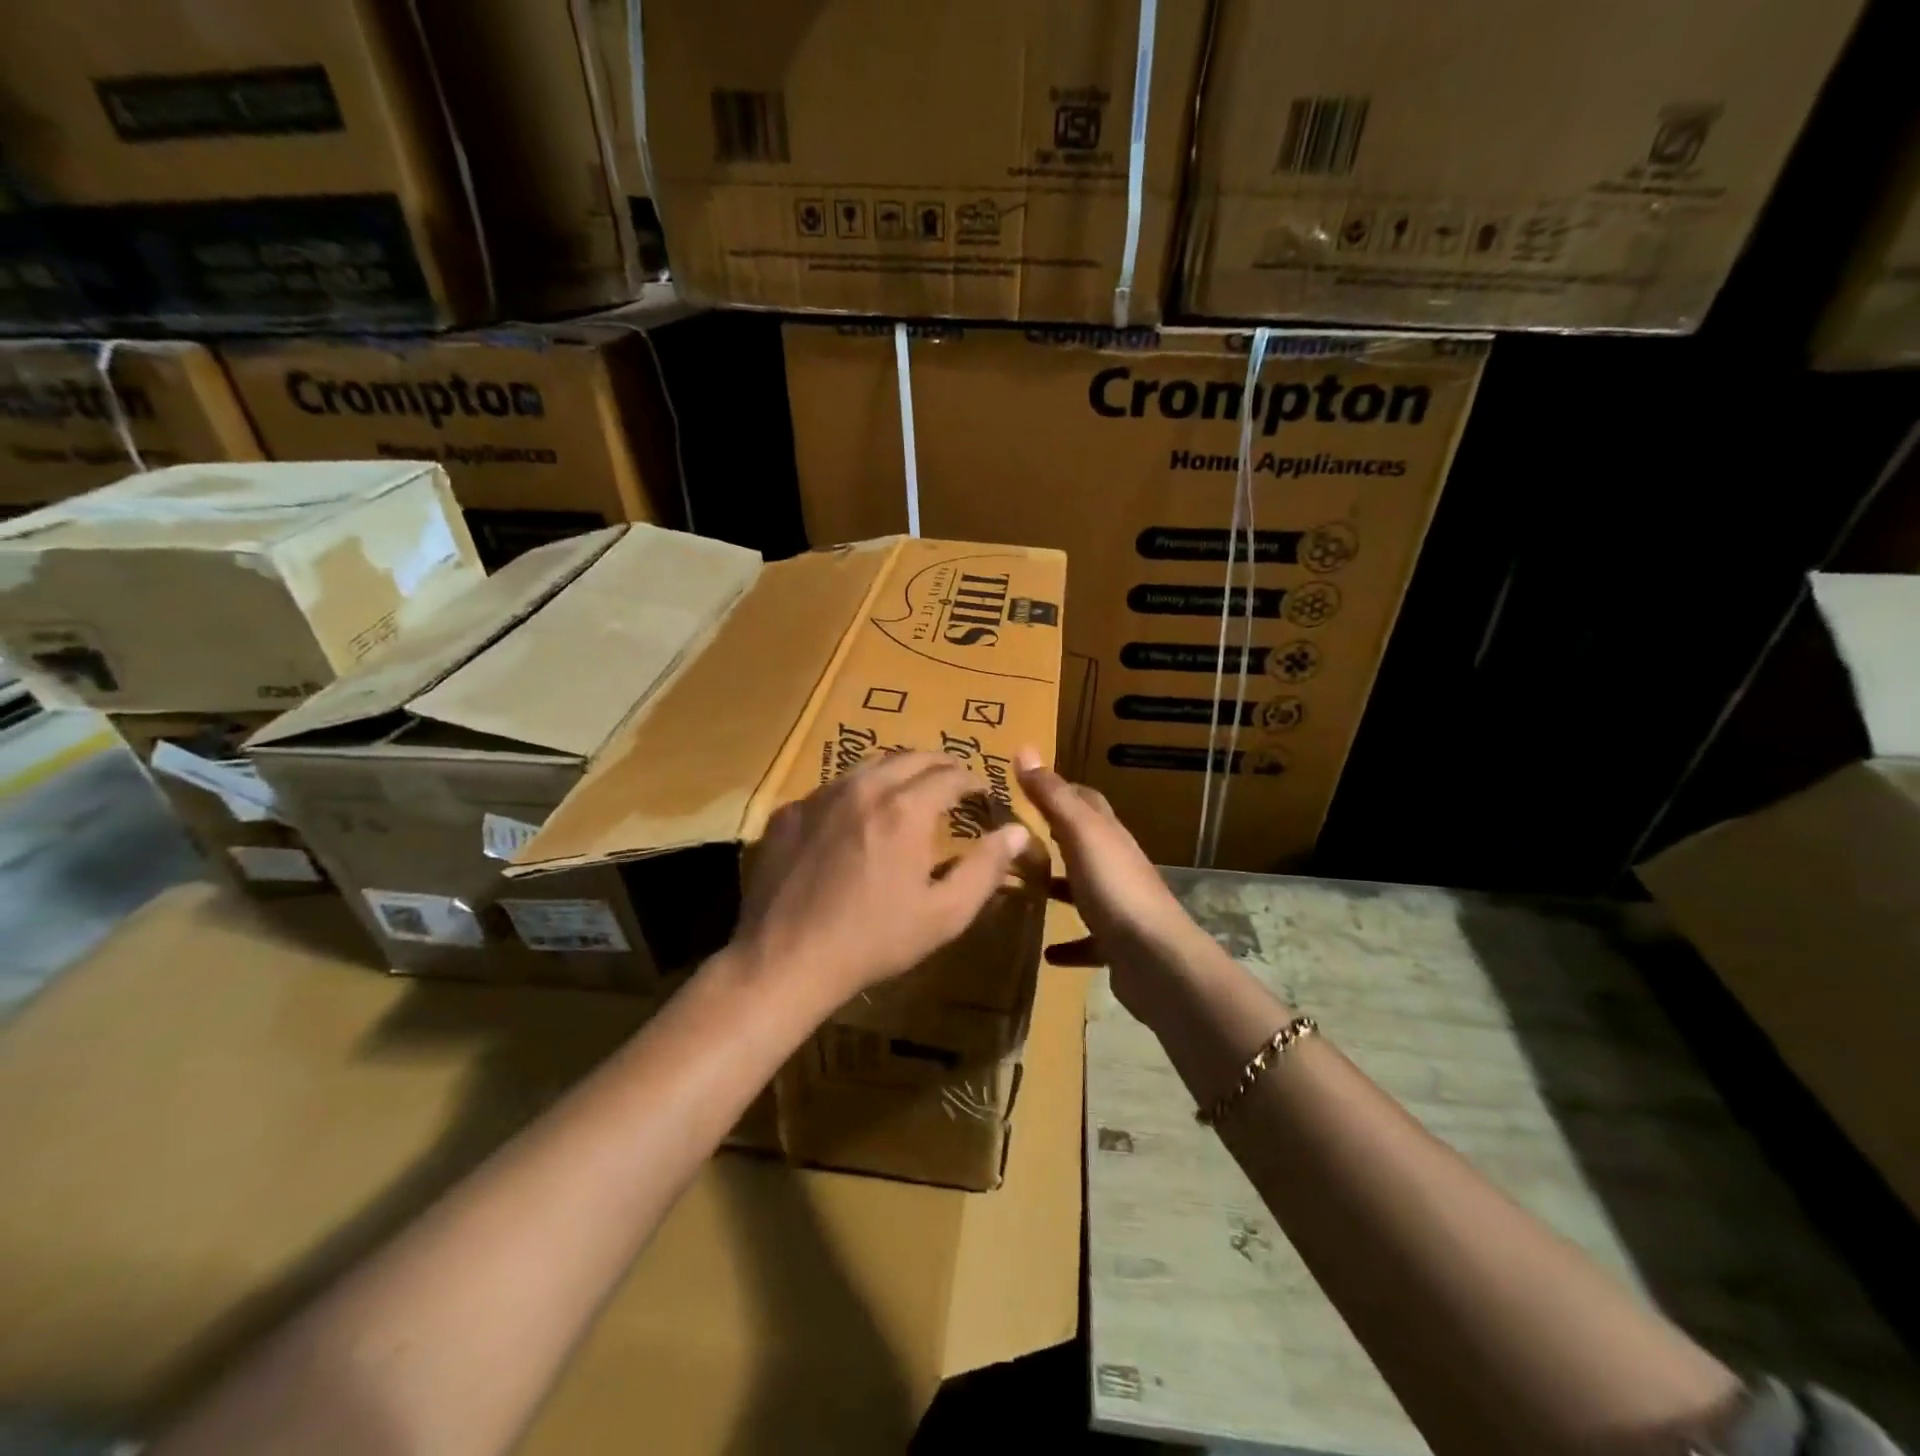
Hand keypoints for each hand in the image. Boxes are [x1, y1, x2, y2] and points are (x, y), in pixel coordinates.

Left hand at [732, 751, 1032, 1013]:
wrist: (786, 959)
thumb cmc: (874, 939)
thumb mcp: (944, 913)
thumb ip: (986, 867)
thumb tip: (1017, 831)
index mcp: (905, 808)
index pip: (951, 774)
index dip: (973, 780)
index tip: (982, 793)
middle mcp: (863, 787)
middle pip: (910, 757)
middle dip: (939, 766)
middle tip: (952, 784)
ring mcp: (820, 796)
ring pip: (868, 765)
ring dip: (897, 772)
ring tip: (908, 792)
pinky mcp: (789, 812)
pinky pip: (831, 788)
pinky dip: (856, 793)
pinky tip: (855, 820)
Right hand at [1014, 748, 1214, 1024]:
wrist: (1156, 960)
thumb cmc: (1115, 889)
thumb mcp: (1080, 835)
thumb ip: (1053, 797)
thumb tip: (1025, 749)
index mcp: (1109, 835)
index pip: (1086, 800)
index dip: (1059, 789)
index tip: (1025, 785)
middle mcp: (1117, 865)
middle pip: (1084, 843)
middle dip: (1052, 837)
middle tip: (1013, 839)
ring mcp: (1120, 906)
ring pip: (1084, 890)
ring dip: (1058, 888)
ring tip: (1022, 890)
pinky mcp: (1117, 945)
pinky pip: (1088, 941)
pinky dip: (1068, 943)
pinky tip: (1047, 951)